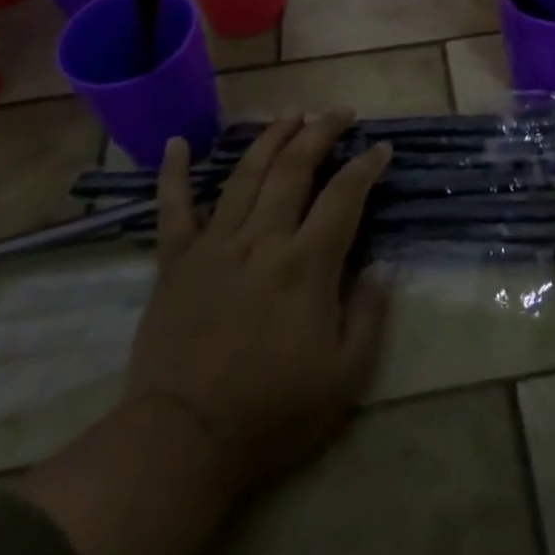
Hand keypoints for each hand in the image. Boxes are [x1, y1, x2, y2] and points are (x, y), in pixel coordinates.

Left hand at [123, 110, 392, 496]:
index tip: (381, 148)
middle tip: (339, 113)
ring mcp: (215, 244)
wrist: (182, 441)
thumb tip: (382, 266)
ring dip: (271, 137)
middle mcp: (262, 239)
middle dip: (321, 132)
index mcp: (306, 264)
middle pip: (295, 167)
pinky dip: (174, 173)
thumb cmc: (271, 413)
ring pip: (246, 173)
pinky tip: (178, 142)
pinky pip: (173, 208)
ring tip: (291, 113)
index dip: (366, 166)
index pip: (344, 196)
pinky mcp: (176, 261)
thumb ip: (369, 314)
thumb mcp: (343, 377)